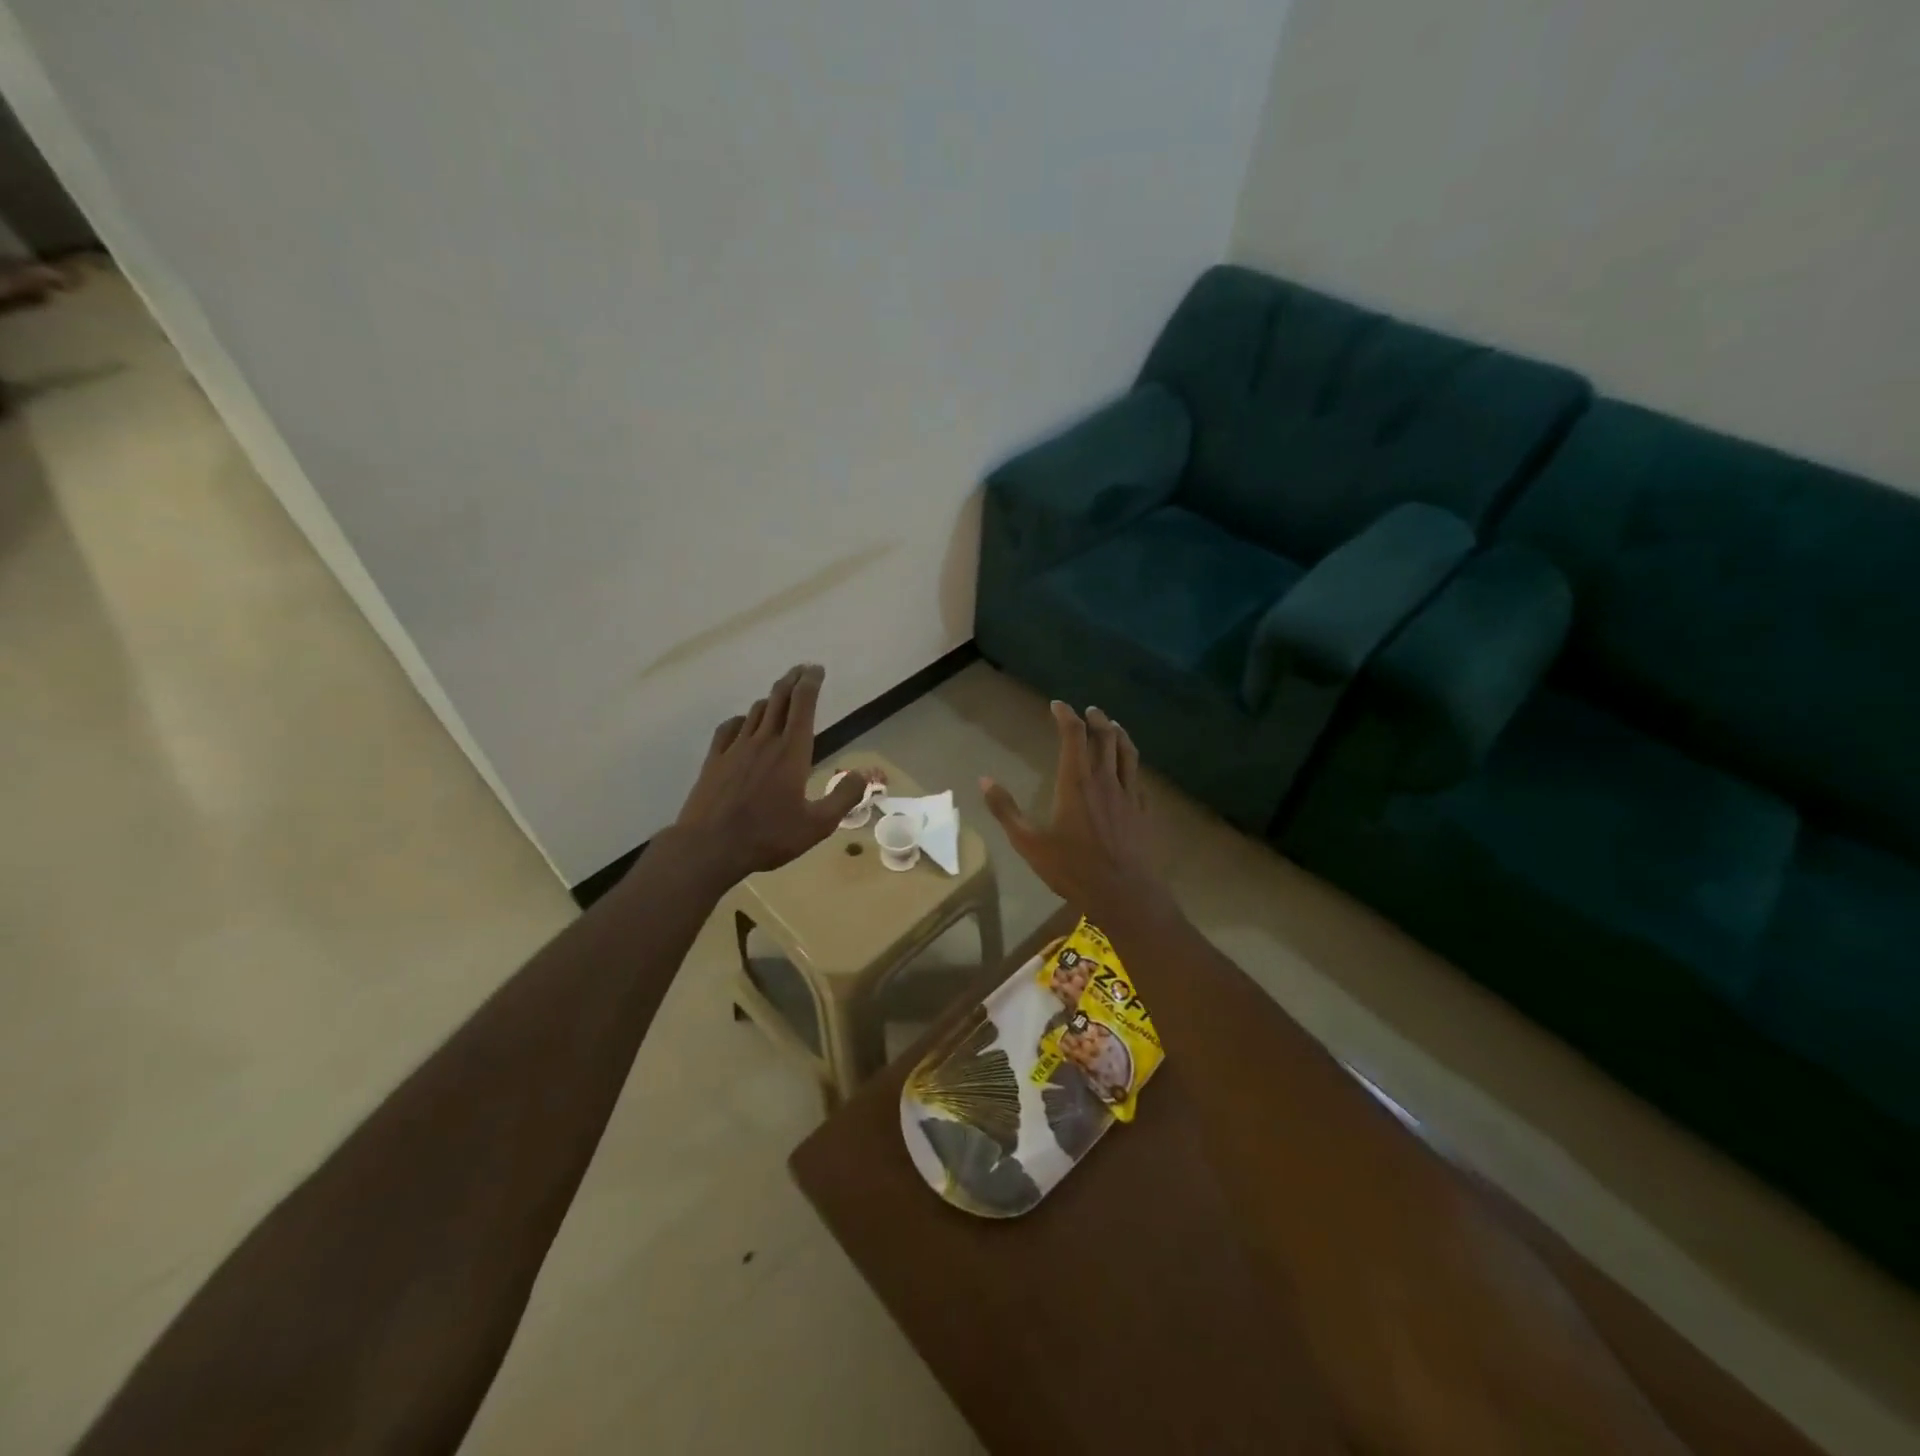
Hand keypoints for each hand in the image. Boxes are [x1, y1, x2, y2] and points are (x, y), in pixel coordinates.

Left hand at [672, 664, 866, 882]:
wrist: (709, 847)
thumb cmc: (768, 836)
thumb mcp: (817, 825)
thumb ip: (843, 798)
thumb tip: (863, 775)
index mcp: (792, 752)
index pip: (803, 705)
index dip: (811, 683)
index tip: (817, 669)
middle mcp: (764, 741)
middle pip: (779, 699)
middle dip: (793, 680)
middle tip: (802, 669)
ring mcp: (736, 748)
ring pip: (756, 711)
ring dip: (771, 699)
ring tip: (780, 696)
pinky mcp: (715, 760)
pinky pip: (730, 728)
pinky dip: (742, 719)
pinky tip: (744, 723)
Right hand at [981, 703, 1177, 930]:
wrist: (1124, 894)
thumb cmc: (1072, 869)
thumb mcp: (1029, 843)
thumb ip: (1006, 810)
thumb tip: (984, 781)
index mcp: (1076, 783)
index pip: (1073, 735)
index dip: (1066, 715)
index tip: (1058, 705)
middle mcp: (1105, 780)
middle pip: (1105, 737)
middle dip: (1096, 719)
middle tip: (1089, 711)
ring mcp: (1129, 795)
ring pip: (1128, 752)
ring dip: (1119, 734)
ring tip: (1113, 726)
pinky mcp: (1144, 811)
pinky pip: (1139, 778)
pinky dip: (1131, 764)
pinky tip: (1129, 771)